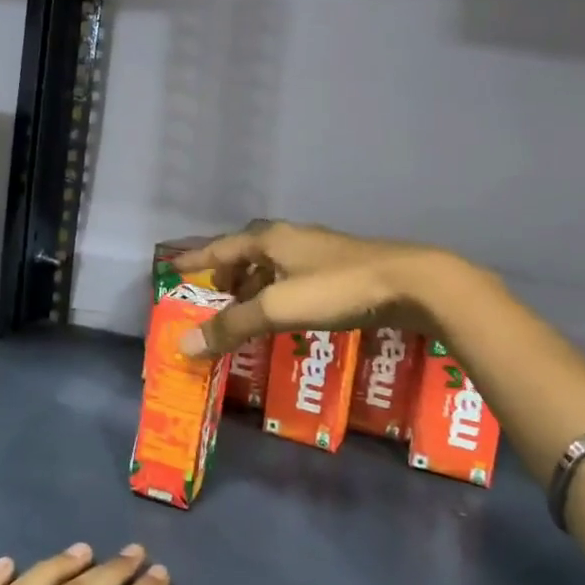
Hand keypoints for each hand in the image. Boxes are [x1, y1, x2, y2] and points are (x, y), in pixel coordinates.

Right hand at [172, 220, 451, 356]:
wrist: (410, 283)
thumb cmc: (336, 290)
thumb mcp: (277, 309)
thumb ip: (231, 327)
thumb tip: (183, 345)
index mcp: (270, 239)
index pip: (221, 247)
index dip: (196, 259)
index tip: (173, 267)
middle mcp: (291, 238)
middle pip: (247, 252)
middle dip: (227, 273)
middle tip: (214, 295)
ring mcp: (319, 251)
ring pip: (273, 264)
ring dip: (254, 284)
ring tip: (247, 309)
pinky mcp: (341, 268)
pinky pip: (294, 276)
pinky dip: (279, 291)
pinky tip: (288, 312)